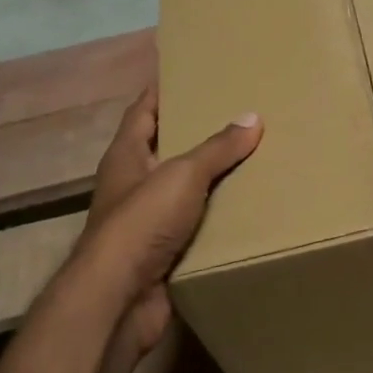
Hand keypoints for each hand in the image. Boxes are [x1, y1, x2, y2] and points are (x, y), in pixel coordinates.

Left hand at [81, 91, 261, 350]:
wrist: (120, 298)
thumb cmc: (141, 223)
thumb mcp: (183, 175)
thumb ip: (217, 148)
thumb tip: (252, 117)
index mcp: (126, 157)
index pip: (142, 113)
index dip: (159, 92)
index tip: (186, 74)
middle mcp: (132, 185)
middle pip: (164, 149)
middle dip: (195, 134)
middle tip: (236, 114)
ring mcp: (146, 221)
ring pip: (183, 189)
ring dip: (211, 177)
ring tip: (252, 156)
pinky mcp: (163, 252)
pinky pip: (196, 224)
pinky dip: (217, 214)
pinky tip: (247, 206)